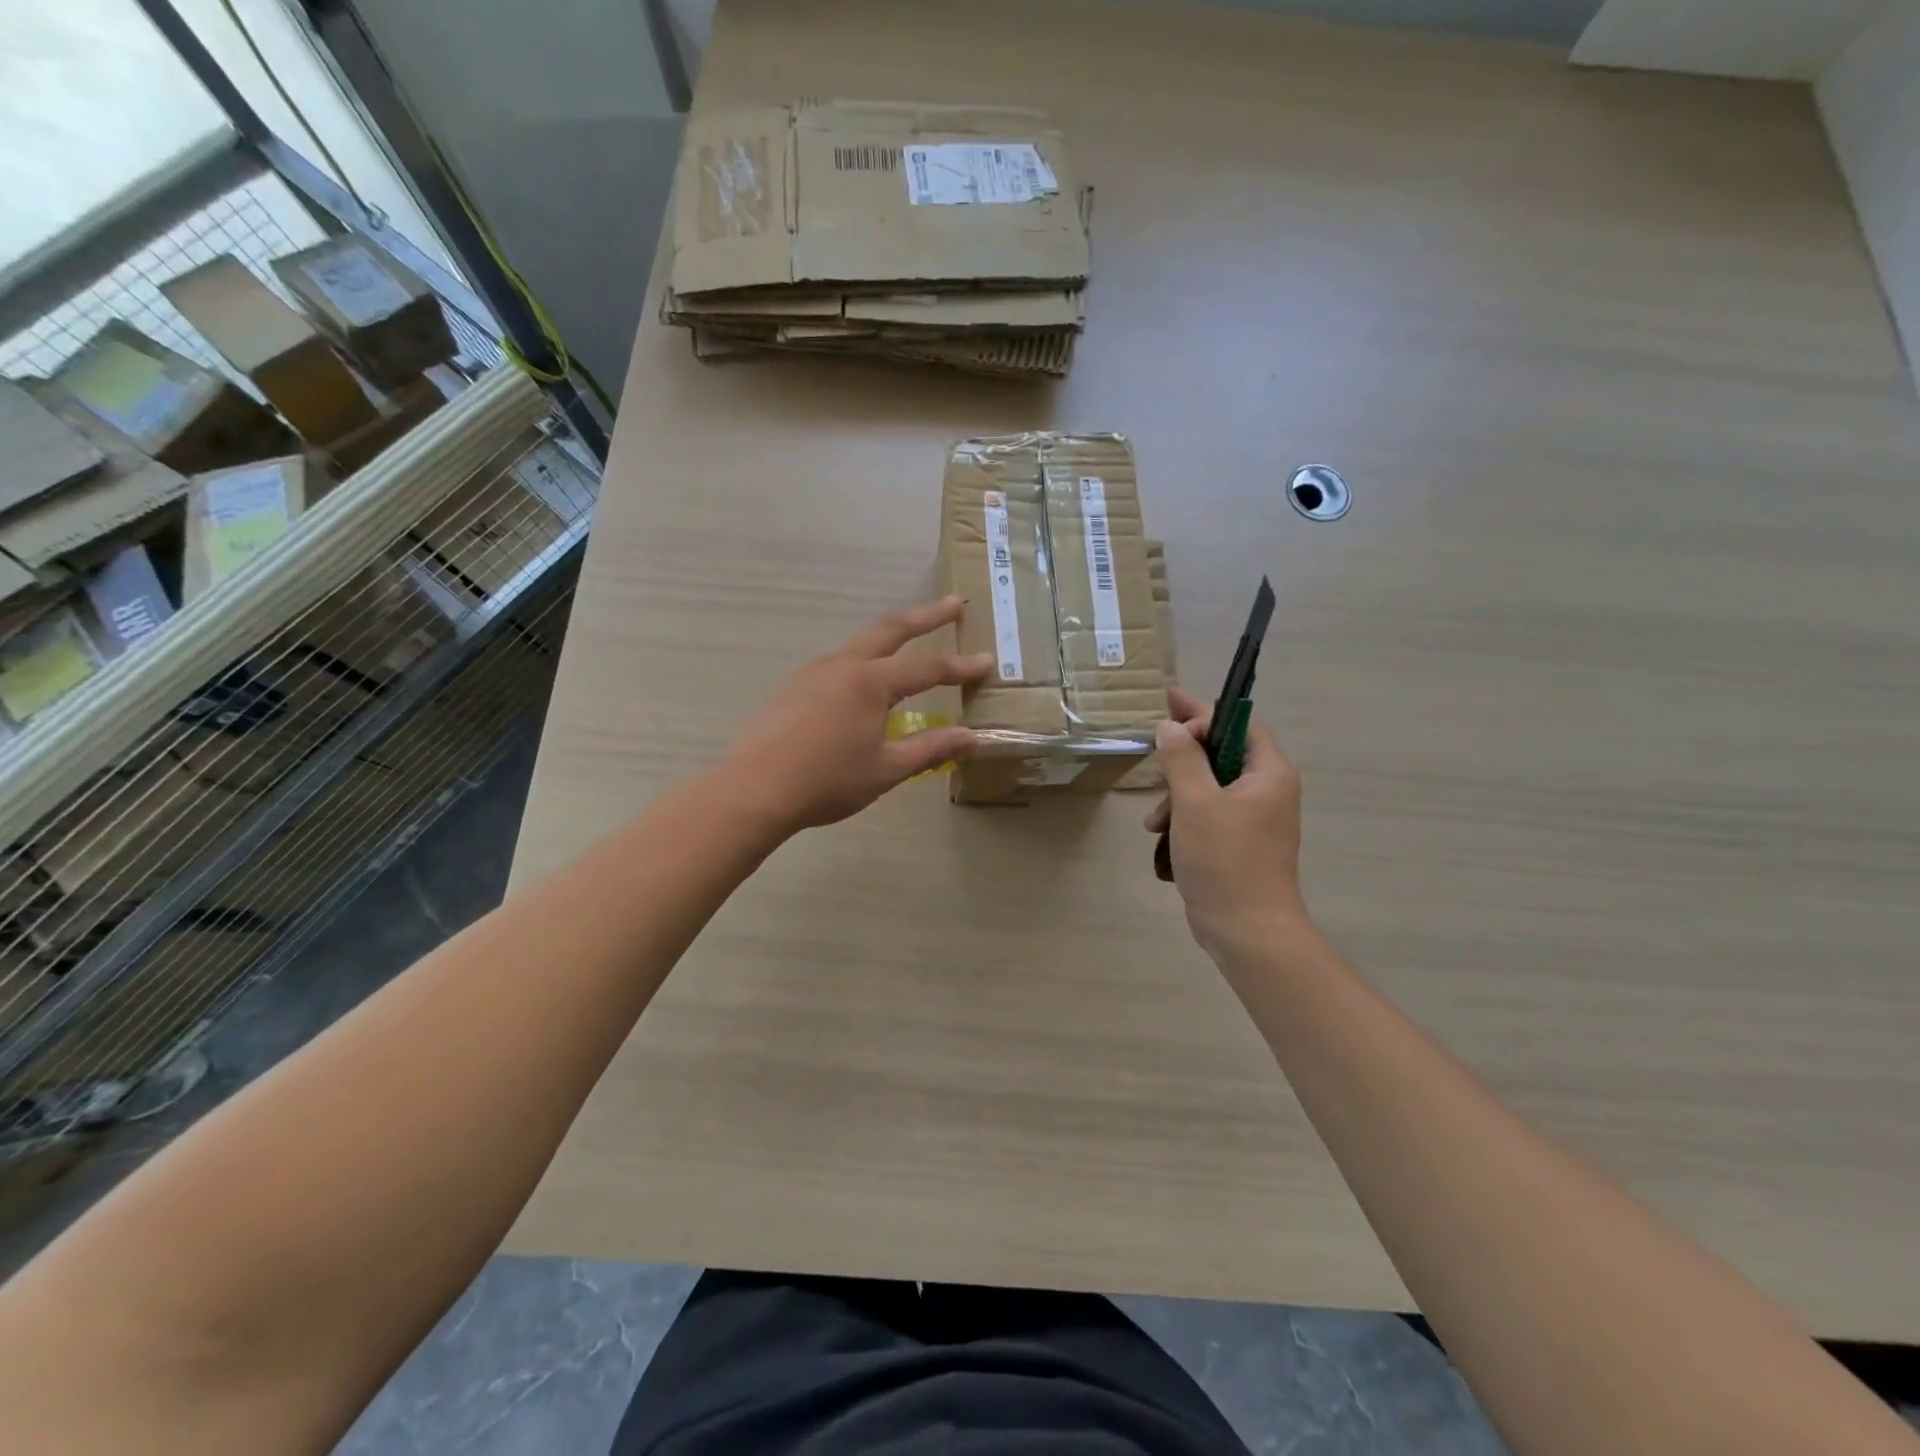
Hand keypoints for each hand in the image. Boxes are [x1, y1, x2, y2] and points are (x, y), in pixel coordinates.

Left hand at [724, 597, 991, 833]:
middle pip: (891, 629)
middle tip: (953, 604)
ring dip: (891, 637)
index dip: (960, 666)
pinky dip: (863, 662)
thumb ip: (932, 749)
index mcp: (870, 682)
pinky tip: (862, 684)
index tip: (987, 662)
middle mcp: (843, 666)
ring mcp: (813, 673)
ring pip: (860, 644)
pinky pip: (837, 664)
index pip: (927, 667)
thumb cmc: (827, 781)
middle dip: (926, 616)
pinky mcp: (793, 687)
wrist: (754, 790)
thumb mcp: (886, 769)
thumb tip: (973, 738)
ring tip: (910, 641)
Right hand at [1145, 688, 1308, 958]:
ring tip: (1154, 820)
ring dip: (1177, 794)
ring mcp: (1254, 819)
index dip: (1203, 713)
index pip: (1239, 723)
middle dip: (1182, 759)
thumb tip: (1170, 726)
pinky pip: (1209, 813)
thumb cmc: (1225, 860)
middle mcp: (1267, 791)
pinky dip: (1184, 817)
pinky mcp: (1239, 843)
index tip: (1166, 710)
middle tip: (1152, 754)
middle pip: (1221, 753)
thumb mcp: (1194, 802)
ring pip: (1209, 785)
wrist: (1248, 931)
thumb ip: (1181, 757)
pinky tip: (1161, 837)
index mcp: (1268, 773)